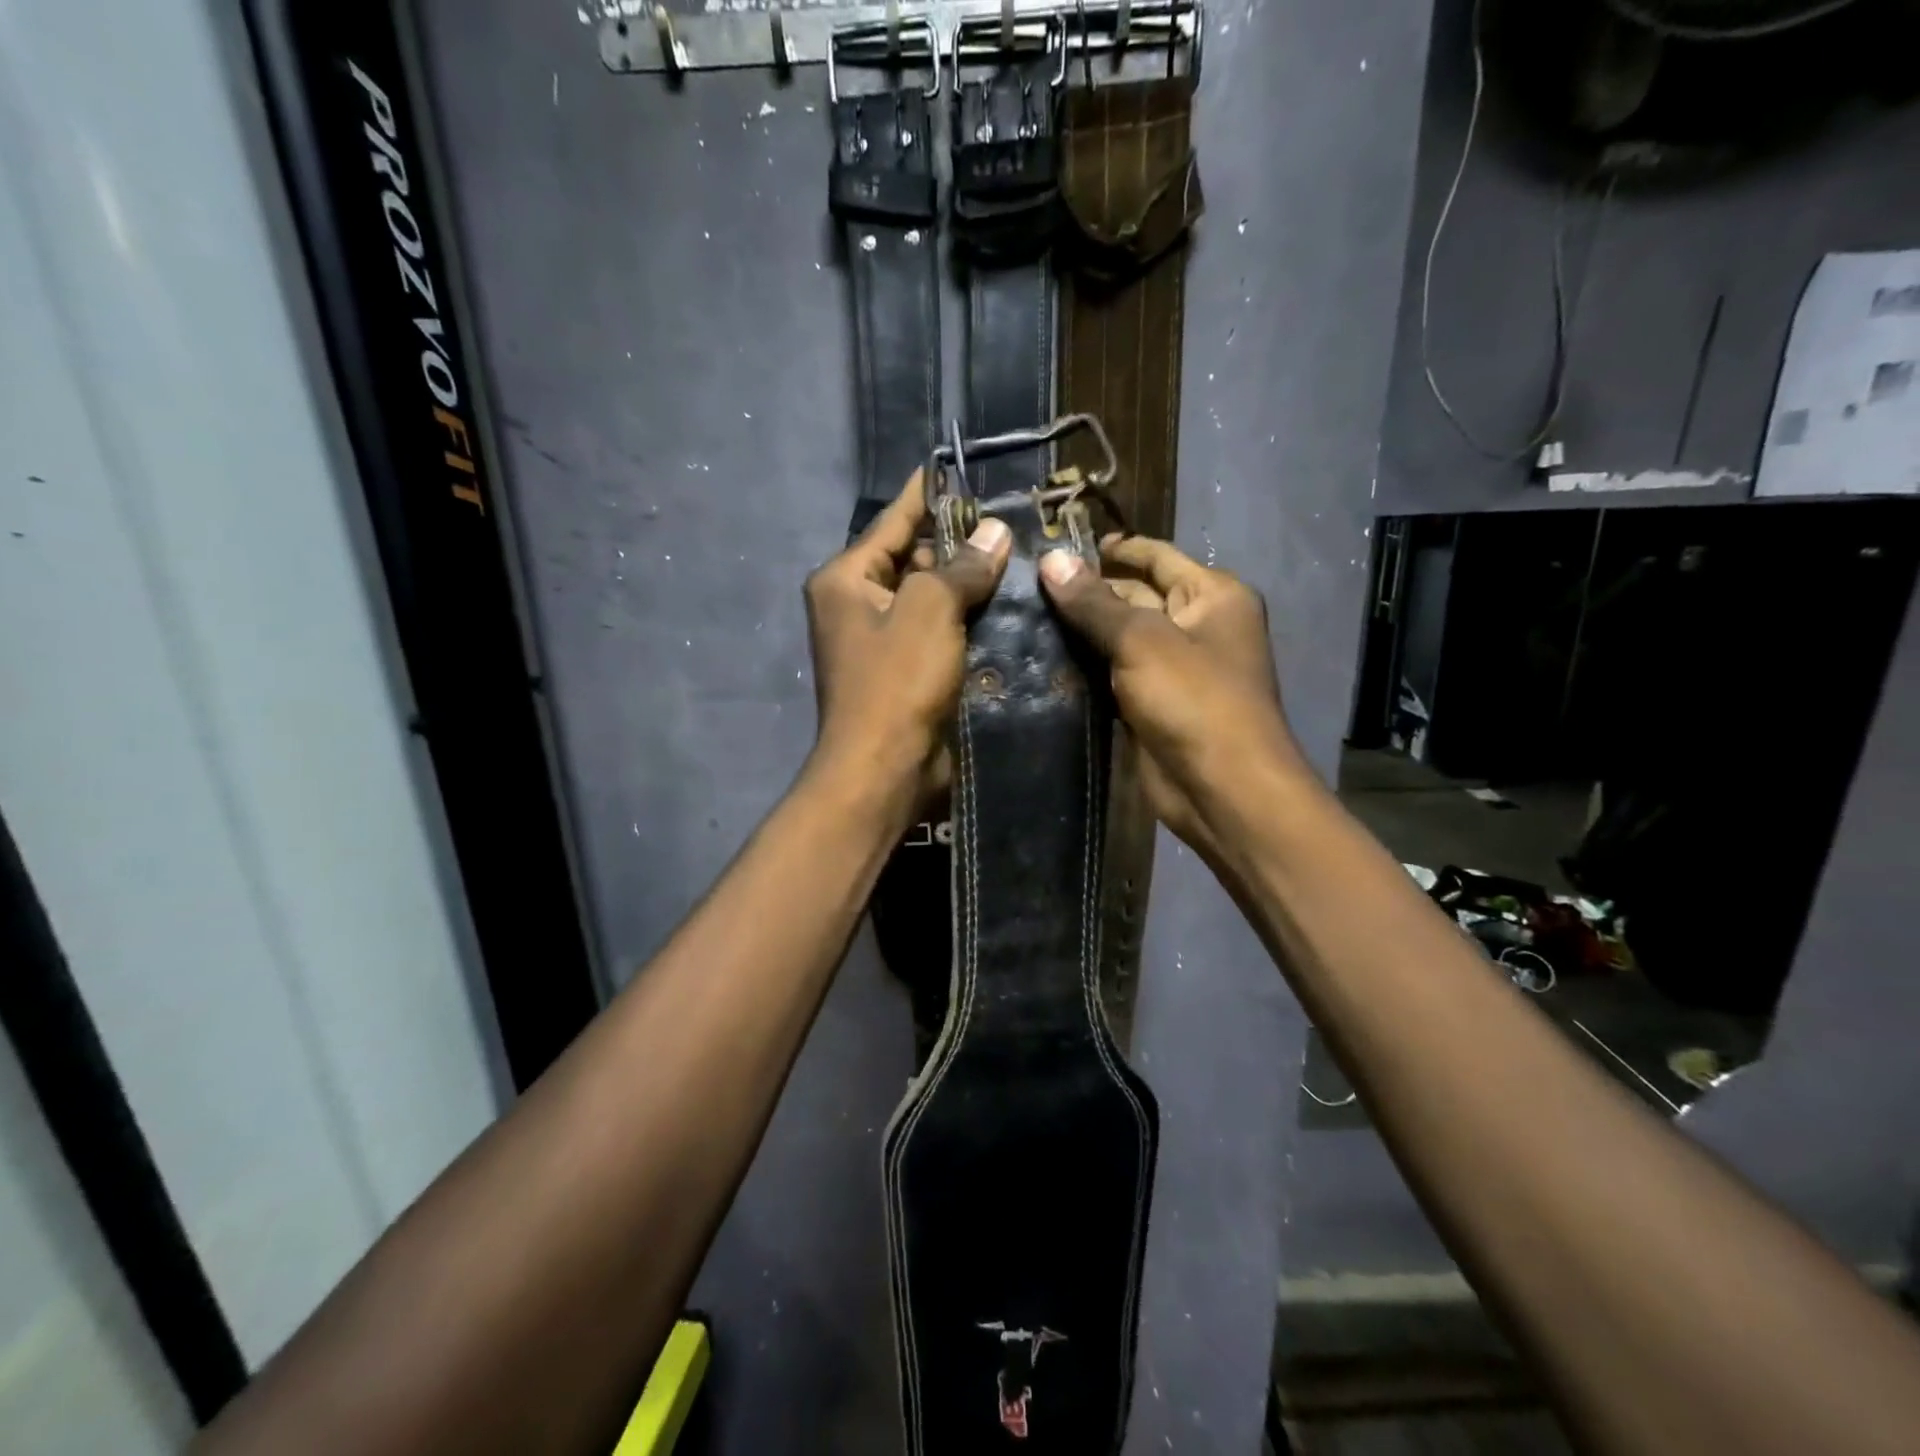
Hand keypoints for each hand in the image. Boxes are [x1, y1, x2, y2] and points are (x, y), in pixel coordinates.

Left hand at [804, 472, 1010, 825]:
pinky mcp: (909, 673)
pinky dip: (971, 621)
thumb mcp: (929, 609)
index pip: (893, 521)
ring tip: (1023, 555)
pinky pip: (942, 633)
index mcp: (847, 579)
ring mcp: (884, 642)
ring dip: (971, 584)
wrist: (885, 769)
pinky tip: (1013, 606)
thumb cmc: (896, 682)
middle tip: (1012, 519)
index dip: (928, 493)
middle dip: (960, 542)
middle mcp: (859, 605)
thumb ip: (960, 566)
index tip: (961, 466)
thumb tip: (993, 533)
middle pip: (914, 559)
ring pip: (933, 598)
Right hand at [1038, 535, 1300, 857]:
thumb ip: (1094, 602)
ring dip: (1083, 633)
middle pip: (1137, 596)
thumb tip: (1051, 559)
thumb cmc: (1193, 699)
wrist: (1222, 788)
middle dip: (1089, 592)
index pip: (1157, 556)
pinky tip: (1045, 660)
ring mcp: (1176, 670)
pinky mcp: (1154, 706)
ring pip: (1122, 640)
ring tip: (1025, 618)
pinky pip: (1116, 677)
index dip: (1114, 548)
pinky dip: (1088, 670)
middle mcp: (1198, 626)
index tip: (1060, 545)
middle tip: (1028, 587)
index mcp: (1212, 596)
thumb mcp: (1141, 640)